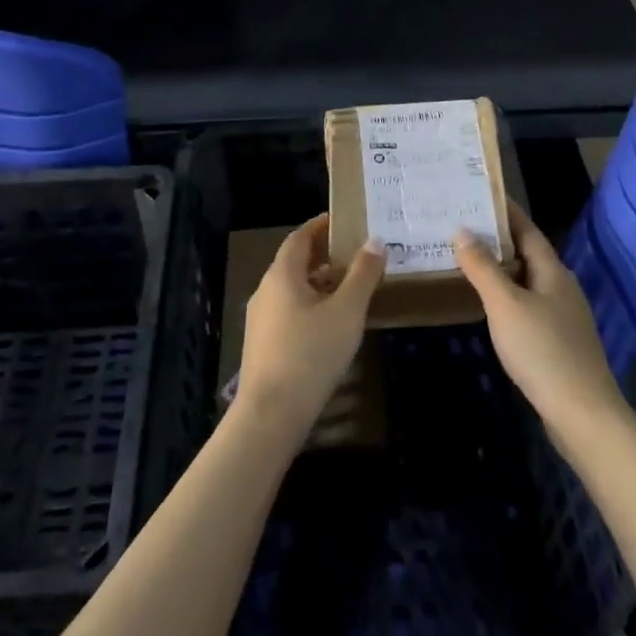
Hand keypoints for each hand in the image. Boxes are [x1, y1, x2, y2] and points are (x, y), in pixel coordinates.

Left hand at [237, 214, 383, 432]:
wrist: (271, 414)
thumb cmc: (311, 353)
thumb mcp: (347, 311)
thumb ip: (363, 274)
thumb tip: (375, 241)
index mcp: (281, 275)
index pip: (299, 237)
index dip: (320, 226)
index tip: (343, 221)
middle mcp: (265, 290)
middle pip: (294, 262)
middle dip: (323, 255)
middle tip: (354, 253)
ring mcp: (260, 320)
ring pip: (292, 289)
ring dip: (318, 283)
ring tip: (349, 288)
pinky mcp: (262, 345)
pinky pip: (288, 311)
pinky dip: (310, 305)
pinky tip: (330, 324)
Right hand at [453, 203, 626, 443]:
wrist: (582, 413)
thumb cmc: (542, 350)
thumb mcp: (505, 305)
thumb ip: (482, 268)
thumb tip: (462, 230)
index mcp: (553, 272)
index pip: (528, 230)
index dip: (506, 212)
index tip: (481, 194)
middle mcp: (562, 288)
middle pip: (529, 255)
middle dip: (499, 240)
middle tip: (464, 227)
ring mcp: (563, 317)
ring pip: (528, 282)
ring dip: (502, 270)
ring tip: (469, 262)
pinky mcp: (559, 343)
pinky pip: (529, 306)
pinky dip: (507, 297)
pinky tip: (490, 307)